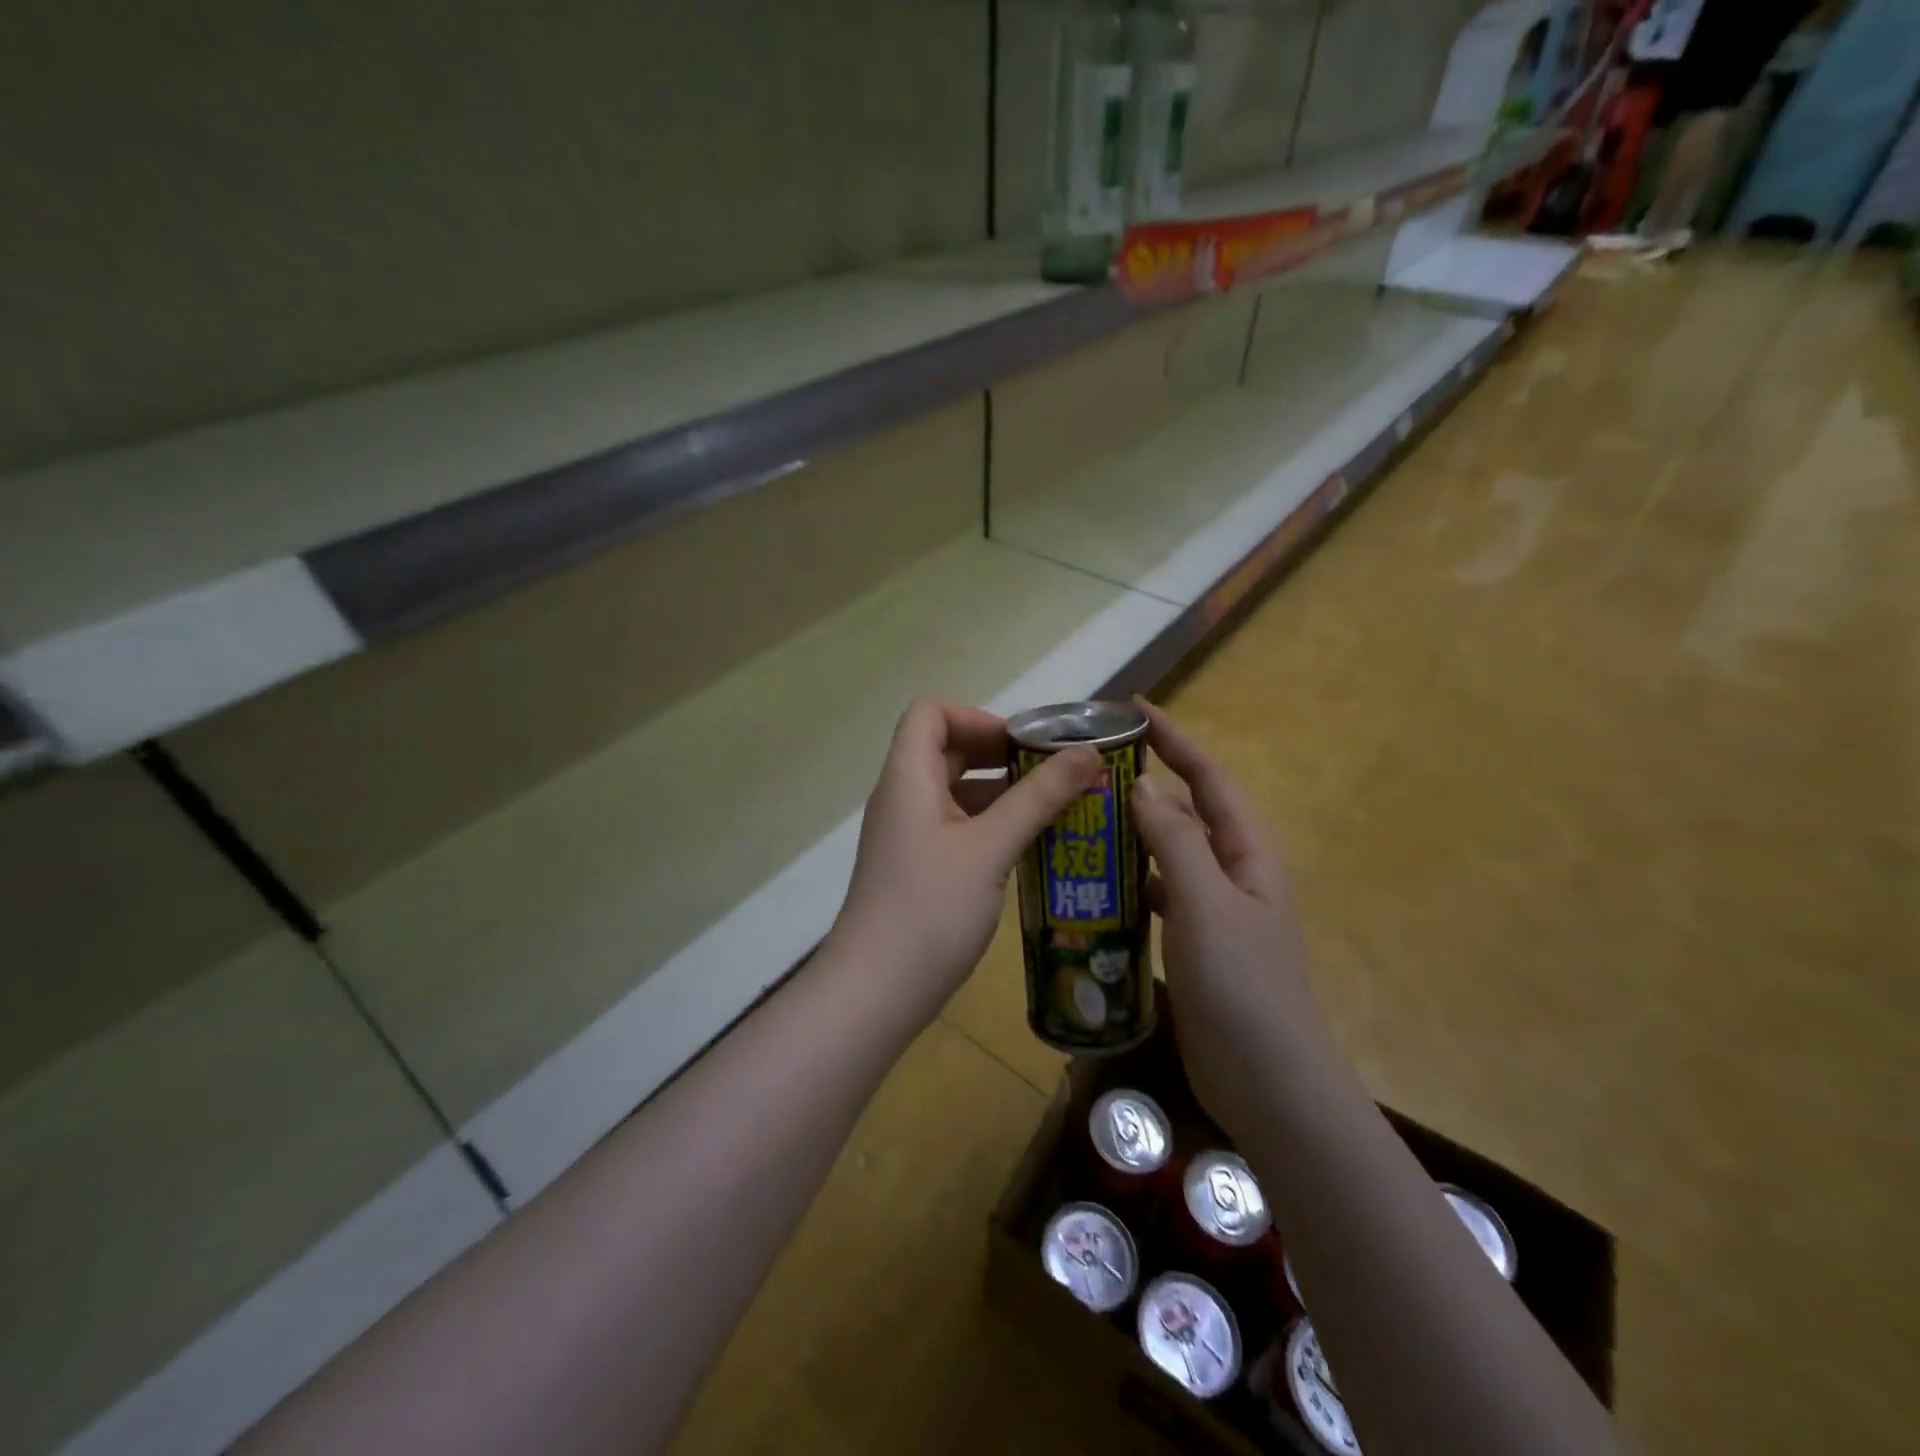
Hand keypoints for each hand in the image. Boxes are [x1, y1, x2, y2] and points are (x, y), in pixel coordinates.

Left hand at [825, 700, 1101, 1029]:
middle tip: (1054, 774)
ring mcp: (910, 835)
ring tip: (1057, 809)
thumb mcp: (990, 848)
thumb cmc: (930, 909)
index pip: (930, 713)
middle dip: (1003, 754)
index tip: (1024, 745)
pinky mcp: (920, 867)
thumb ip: (1038, 797)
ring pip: (958, 791)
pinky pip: (959, 827)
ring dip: (1004, 793)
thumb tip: (1087, 753)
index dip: (977, 717)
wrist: (877, 990)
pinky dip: (994, 826)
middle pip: (948, 750)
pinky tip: (1033, 848)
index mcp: (908, 778)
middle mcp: (904, 797)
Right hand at [1128, 702, 1325, 1133]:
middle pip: (1187, 811)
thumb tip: (1141, 786)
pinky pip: (1158, 893)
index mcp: (1247, 852)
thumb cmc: (1242, 986)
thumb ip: (1174, 841)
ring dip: (1133, 833)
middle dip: (1146, 783)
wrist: (1268, 1083)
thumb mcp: (1206, 904)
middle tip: (1090, 769)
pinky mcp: (1194, 941)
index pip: (1209, 778)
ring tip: (1083, 818)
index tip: (1133, 709)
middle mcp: (1233, 872)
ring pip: (1168, 853)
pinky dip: (1130, 880)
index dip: (1175, 739)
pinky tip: (1095, 885)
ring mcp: (1214, 909)